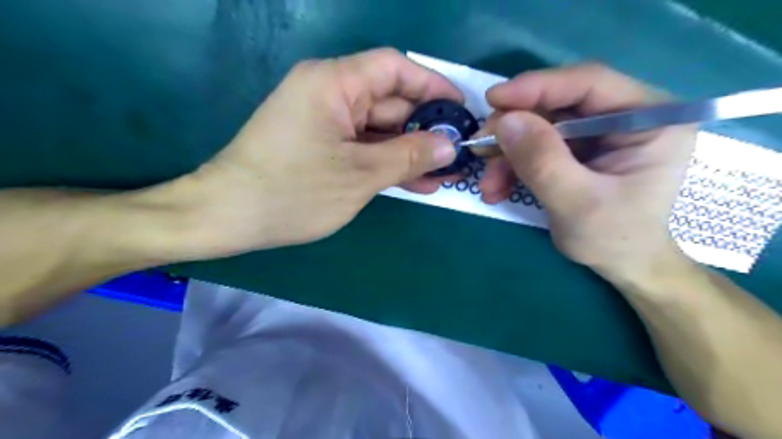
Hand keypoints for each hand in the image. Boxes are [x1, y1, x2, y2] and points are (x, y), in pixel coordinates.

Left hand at [174, 50, 458, 257]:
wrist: (229, 217)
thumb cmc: (293, 192)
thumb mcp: (360, 175)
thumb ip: (409, 156)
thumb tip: (449, 145)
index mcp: (334, 83)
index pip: (395, 69)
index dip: (432, 87)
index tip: (460, 111)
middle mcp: (329, 93)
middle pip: (389, 101)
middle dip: (424, 129)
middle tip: (457, 154)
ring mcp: (324, 121)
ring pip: (378, 129)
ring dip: (409, 152)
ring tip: (443, 175)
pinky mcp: (321, 144)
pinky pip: (362, 147)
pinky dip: (386, 162)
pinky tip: (416, 181)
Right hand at [484, 64, 695, 278]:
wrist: (622, 266)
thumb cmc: (614, 238)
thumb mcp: (577, 202)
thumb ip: (542, 161)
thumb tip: (504, 121)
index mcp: (650, 118)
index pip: (590, 83)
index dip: (538, 87)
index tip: (493, 100)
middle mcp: (625, 117)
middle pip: (558, 105)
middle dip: (514, 129)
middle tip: (480, 148)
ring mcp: (599, 134)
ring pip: (541, 128)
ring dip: (507, 154)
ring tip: (488, 184)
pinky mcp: (578, 151)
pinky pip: (537, 147)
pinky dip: (513, 166)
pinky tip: (497, 188)